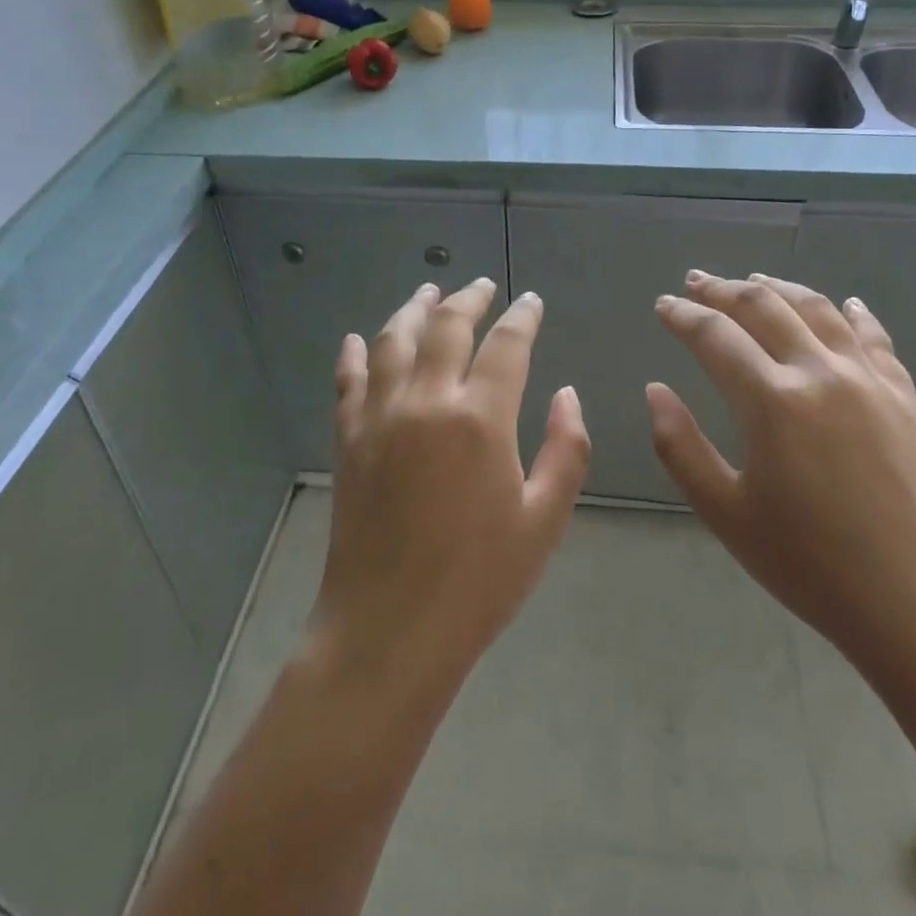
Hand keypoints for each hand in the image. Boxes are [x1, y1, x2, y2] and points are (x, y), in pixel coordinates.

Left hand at [309, 279, 590, 701]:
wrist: (389, 629)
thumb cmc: (479, 580)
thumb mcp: (544, 519)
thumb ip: (565, 449)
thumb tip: (566, 393)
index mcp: (480, 418)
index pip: (507, 345)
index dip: (522, 317)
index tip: (530, 301)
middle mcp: (426, 401)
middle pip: (447, 327)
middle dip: (468, 299)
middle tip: (481, 286)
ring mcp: (380, 416)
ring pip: (394, 340)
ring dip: (413, 309)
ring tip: (428, 292)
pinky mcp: (349, 439)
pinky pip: (349, 380)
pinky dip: (355, 353)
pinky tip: (359, 338)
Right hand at [648, 272, 915, 671]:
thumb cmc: (810, 565)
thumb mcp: (725, 513)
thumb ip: (680, 446)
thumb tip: (655, 390)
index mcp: (773, 402)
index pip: (715, 336)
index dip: (683, 316)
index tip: (663, 305)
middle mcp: (820, 373)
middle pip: (763, 307)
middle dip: (722, 289)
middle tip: (696, 281)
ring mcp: (869, 379)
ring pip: (816, 309)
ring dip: (778, 288)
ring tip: (753, 279)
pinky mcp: (903, 395)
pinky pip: (873, 336)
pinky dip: (850, 312)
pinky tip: (842, 303)